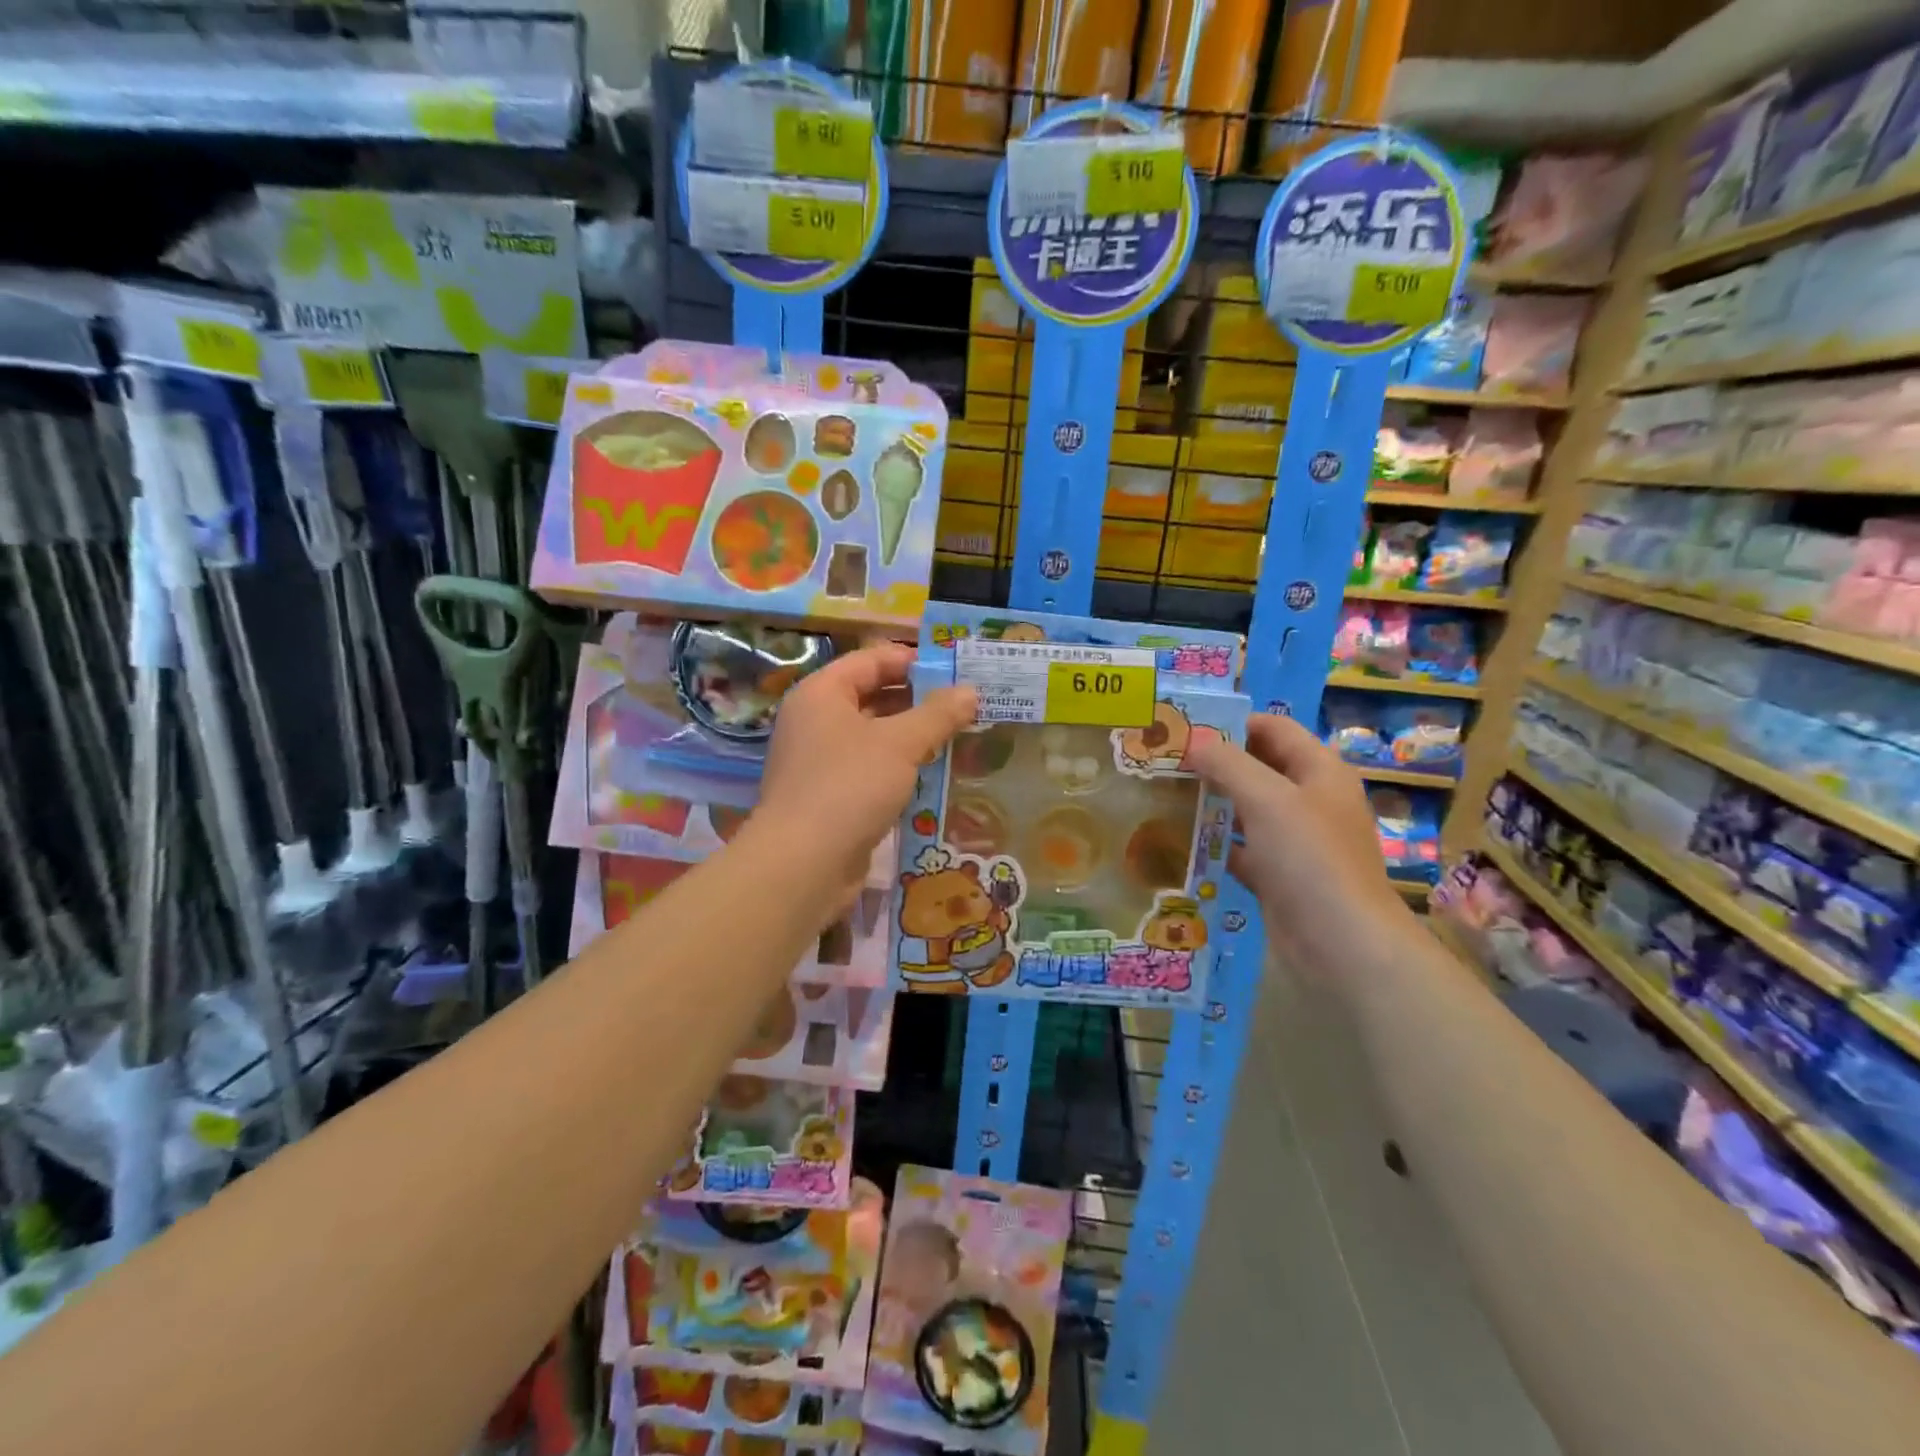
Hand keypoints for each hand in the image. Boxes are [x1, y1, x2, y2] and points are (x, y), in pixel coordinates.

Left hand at [754, 643, 976, 908]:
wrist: (803, 864)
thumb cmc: (849, 786)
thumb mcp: (900, 744)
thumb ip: (937, 714)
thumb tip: (970, 691)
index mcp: (822, 693)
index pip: (872, 660)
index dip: (913, 660)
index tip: (956, 669)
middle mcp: (816, 721)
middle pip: (873, 696)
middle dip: (919, 701)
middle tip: (966, 705)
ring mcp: (820, 761)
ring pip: (874, 737)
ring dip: (913, 737)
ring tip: (959, 736)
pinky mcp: (831, 796)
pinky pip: (871, 769)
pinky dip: (900, 768)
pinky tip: (934, 774)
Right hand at [1185, 713, 1410, 971]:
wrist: (1342, 944)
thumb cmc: (1309, 858)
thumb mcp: (1267, 799)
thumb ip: (1227, 763)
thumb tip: (1191, 739)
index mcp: (1319, 770)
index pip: (1273, 727)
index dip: (1231, 722)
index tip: (1184, 728)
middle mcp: (1309, 799)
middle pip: (1257, 767)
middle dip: (1214, 762)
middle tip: (1164, 761)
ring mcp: (1295, 840)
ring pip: (1246, 808)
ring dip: (1210, 801)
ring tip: (1162, 795)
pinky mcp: (1278, 874)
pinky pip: (1240, 848)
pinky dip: (1213, 842)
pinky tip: (1176, 840)